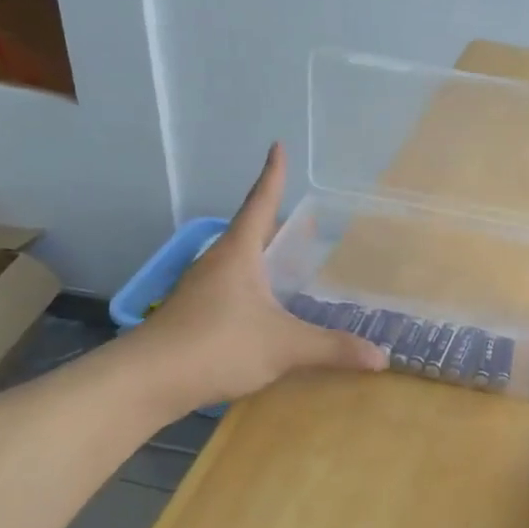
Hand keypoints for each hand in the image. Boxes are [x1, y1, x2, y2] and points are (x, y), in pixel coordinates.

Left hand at [112, 144, 386, 416]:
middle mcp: (218, 263)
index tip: (277, 146)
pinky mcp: (194, 314)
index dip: (273, 176)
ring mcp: (201, 289)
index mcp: (239, 254)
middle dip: (276, 220)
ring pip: (239, 261)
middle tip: (306, 219)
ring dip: (263, 254)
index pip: (261, 203)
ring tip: (289, 259)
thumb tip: (382, 357)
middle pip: (250, 230)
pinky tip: (266, 306)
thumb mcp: (284, 346)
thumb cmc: (217, 346)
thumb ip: (333, 348)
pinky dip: (254, 284)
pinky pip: (231, 287)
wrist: (146, 381)